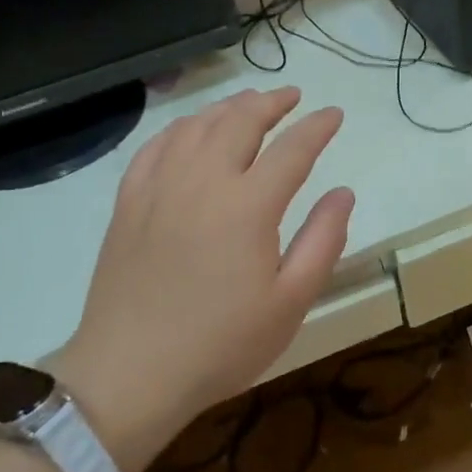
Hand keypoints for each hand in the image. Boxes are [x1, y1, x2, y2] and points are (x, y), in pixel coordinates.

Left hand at [54, 87, 353, 471]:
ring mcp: (160, 187)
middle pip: (241, 121)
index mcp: (248, 205)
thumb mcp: (290, 302)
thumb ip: (323, 241)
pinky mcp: (130, 202)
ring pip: (198, 126)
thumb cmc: (221, 344)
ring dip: (229, 107)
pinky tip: (191, 129)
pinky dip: (181, 127)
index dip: (318, 127)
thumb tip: (342, 192)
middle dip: (272, 102)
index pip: (293, 149)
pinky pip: (156, 146)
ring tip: (249, 103)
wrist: (129, 374)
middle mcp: (204, 181)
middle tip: (292, 97)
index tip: (334, 114)